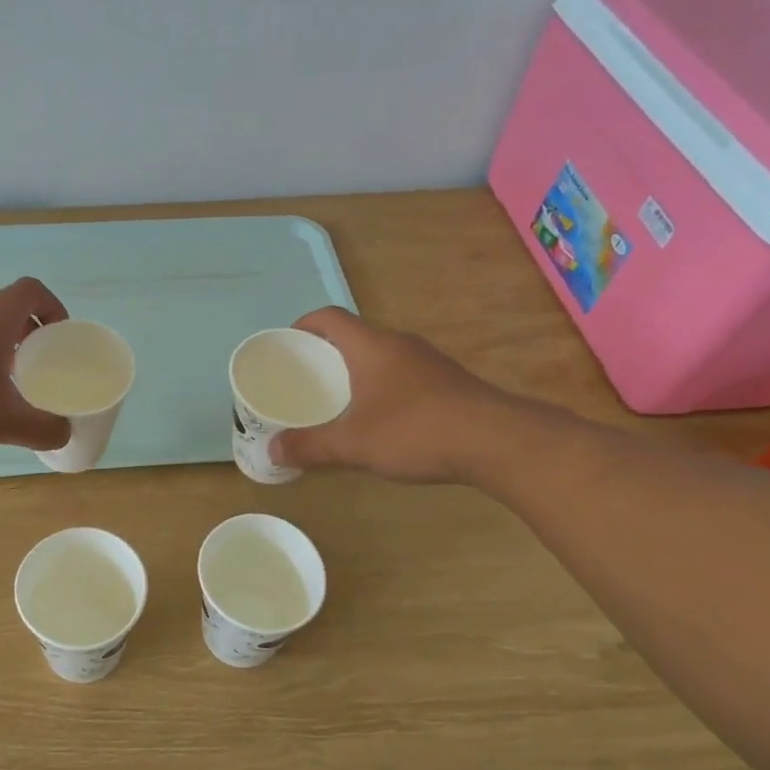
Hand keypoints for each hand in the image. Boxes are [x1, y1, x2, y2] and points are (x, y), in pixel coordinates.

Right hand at [271, 307, 518, 483]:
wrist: (497, 442)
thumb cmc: (415, 431)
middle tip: (306, 380)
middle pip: (355, 336)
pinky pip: (403, 375)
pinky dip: (383, 387)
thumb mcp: (353, 443)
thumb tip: (273, 451)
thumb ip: (311, 446)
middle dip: (327, 353)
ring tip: (338, 401)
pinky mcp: (449, 383)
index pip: (330, 317)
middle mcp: (400, 344)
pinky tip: (381, 418)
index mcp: (372, 346)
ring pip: (381, 357)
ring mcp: (429, 362)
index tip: (287, 344)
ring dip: (357, 372)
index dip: (304, 324)